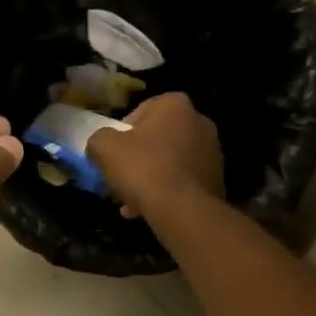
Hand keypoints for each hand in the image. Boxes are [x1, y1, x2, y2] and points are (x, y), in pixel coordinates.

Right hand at [88, 92, 223, 218]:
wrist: (182, 209)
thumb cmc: (143, 167)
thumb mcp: (104, 147)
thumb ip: (98, 139)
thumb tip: (100, 145)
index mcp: (175, 105)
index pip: (141, 111)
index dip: (123, 132)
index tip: (114, 152)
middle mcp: (199, 121)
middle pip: (157, 138)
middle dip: (139, 157)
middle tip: (121, 177)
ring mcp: (212, 151)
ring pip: (170, 162)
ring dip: (151, 177)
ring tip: (131, 201)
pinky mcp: (217, 178)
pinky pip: (184, 181)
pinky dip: (167, 191)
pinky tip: (149, 210)